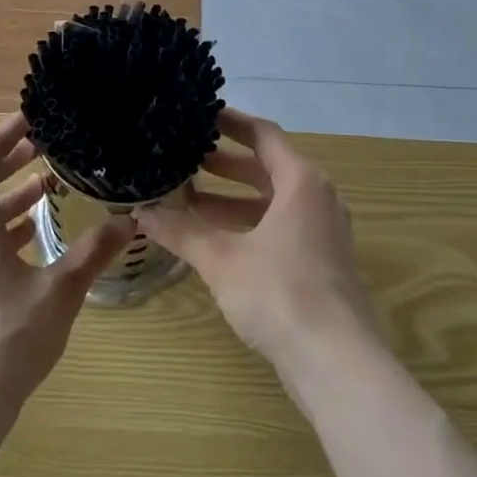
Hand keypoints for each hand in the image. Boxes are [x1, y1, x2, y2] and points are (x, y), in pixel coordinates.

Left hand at [0, 113, 132, 419]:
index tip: (36, 117)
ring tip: (46, 191)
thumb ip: (94, 250)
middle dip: (12, 161)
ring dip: (7, 198)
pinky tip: (27, 242)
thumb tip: (131, 222)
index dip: (8, 130)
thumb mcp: (60, 291)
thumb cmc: (8, 339)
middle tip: (49, 148)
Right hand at [136, 108, 375, 369]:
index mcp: (301, 181)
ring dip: (232, 198)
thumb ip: (182, 232)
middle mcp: (317, 197)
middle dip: (225, 163)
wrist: (335, 361)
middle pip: (268, 167)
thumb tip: (141, 211)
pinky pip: (280, 226)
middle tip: (184, 157)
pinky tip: (212, 238)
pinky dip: (248, 224)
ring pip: (272, 201)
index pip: (264, 135)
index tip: (200, 115)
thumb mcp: (222, 259)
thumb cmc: (279, 293)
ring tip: (187, 197)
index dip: (231, 122)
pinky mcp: (320, 261)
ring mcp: (322, 231)